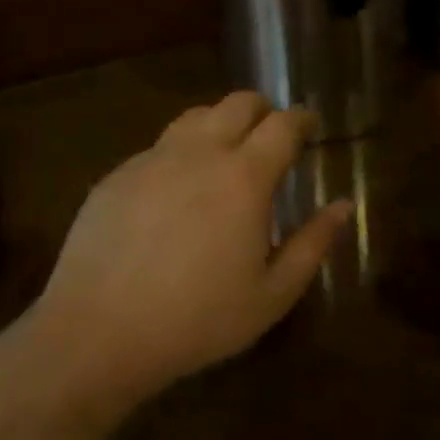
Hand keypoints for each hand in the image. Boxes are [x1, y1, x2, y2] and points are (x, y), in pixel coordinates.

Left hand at [23, 92, 353, 402]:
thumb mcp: (272, 295)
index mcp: (245, 176)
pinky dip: (181, 153)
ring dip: (220, 124)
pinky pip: (159, 146)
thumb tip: (344, 205)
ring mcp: (154, 159)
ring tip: (225, 156)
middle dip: (263, 111)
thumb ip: (313, 244)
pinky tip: (176, 192)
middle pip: (239, 102)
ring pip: (196, 116)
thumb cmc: (196, 320)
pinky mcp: (118, 174)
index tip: (310, 127)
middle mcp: (201, 153)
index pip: (283, 123)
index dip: (302, 119)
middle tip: (271, 137)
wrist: (95, 337)